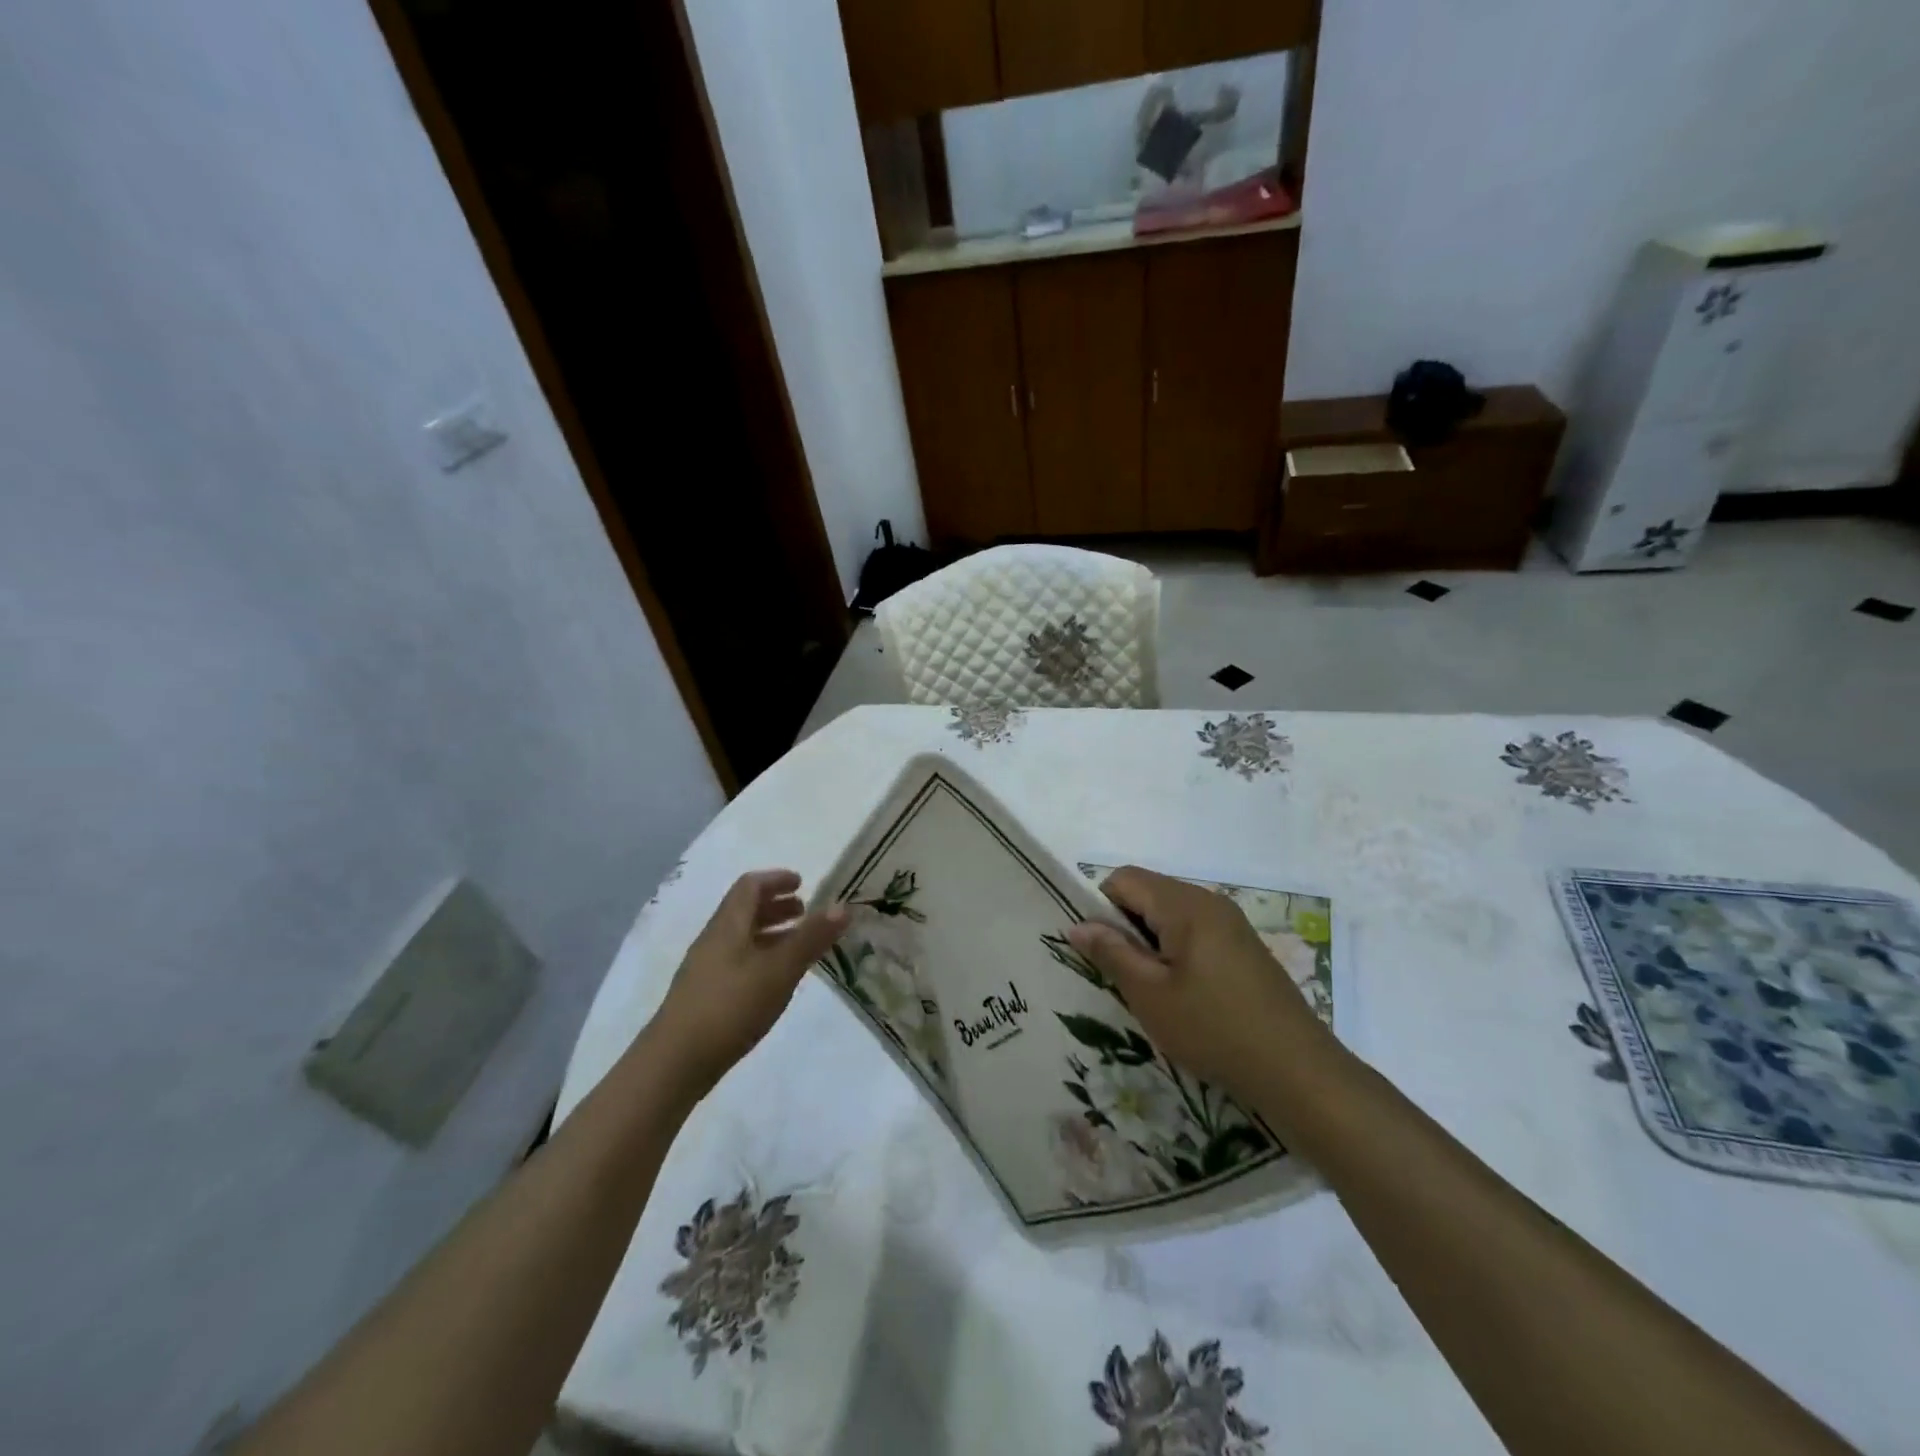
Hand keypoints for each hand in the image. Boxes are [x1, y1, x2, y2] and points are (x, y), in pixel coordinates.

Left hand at [647, 871, 846, 1098]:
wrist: (675, 1063)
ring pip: (741, 938)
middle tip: (806, 913)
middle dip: (776, 906)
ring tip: (798, 947)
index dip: (776, 879)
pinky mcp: (705, 996)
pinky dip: (762, 957)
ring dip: (770, 933)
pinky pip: (738, 961)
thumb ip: (811, 938)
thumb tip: (843, 906)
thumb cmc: (731, 1006)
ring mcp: (706, 969)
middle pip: (745, 910)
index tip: (803, 883)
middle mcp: (714, 940)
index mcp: (728, 925)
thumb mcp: (779, 970)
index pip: (750, 886)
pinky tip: (775, 981)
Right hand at [1067, 866, 1329, 1105]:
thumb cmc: (1214, 1029)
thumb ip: (1111, 952)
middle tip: (1124, 976)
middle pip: (1148, 892)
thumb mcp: (1150, 994)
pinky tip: (1184, 995)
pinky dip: (1177, 952)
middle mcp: (1209, 901)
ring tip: (1152, 989)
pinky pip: (1195, 931)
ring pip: (1171, 914)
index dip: (1102, 908)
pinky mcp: (1244, 946)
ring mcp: (1231, 923)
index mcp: (1185, 904)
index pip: (1123, 878)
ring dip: (1151, 942)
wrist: (1297, 1071)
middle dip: (1126, 926)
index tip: (1102, 952)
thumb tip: (1077, 925)